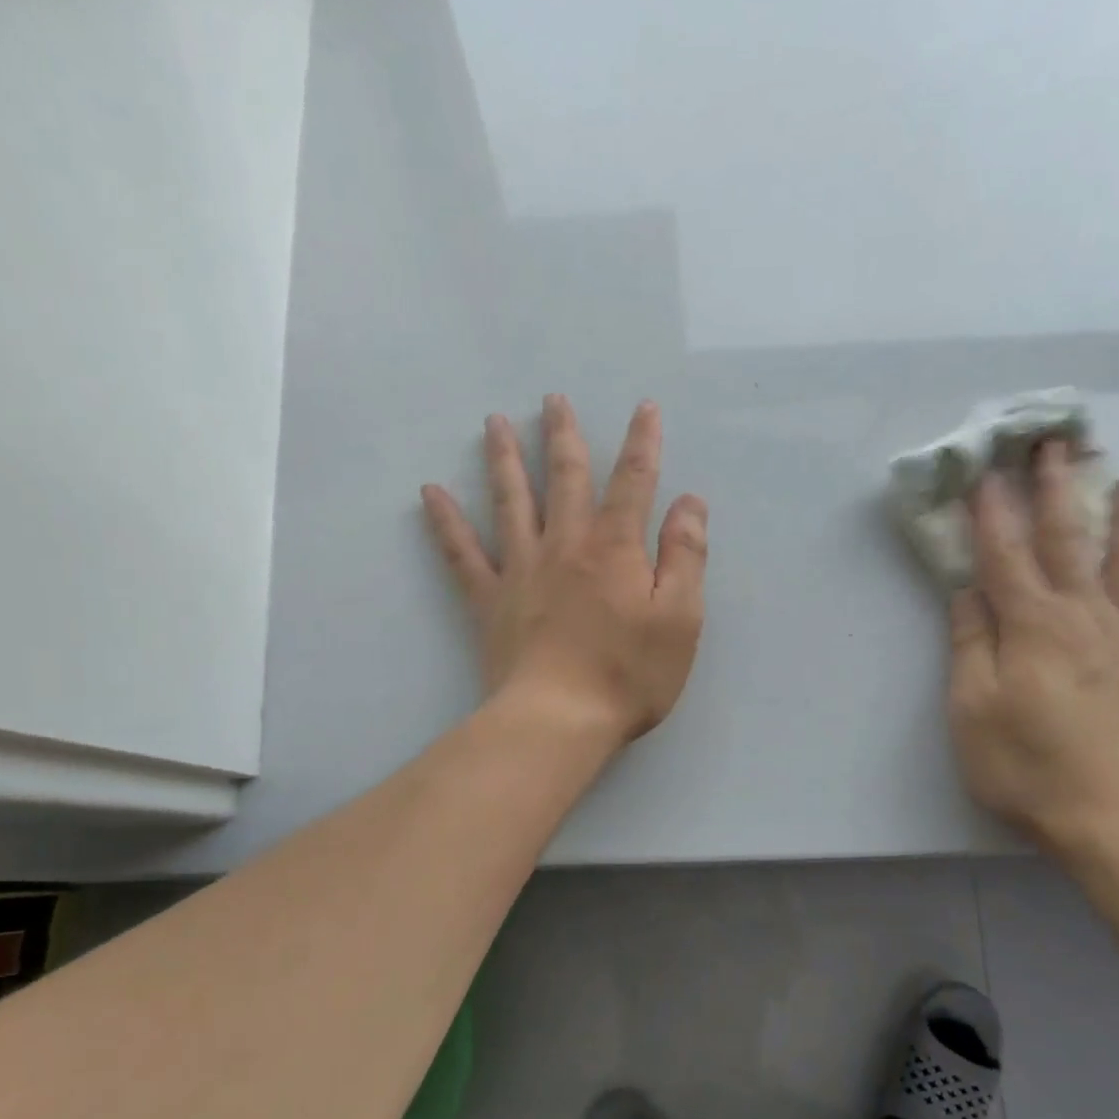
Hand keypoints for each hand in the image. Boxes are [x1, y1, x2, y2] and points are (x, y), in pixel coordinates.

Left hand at [421, 394, 707, 744]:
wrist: (559, 720)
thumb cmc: (629, 674)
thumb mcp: (680, 618)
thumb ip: (686, 556)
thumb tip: (689, 502)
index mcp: (615, 548)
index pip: (633, 481)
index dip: (642, 443)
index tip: (644, 408)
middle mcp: (565, 545)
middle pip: (565, 478)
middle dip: (564, 436)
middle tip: (552, 399)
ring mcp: (522, 570)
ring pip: (510, 501)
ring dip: (504, 459)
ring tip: (494, 423)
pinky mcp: (490, 601)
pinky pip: (462, 554)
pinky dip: (445, 523)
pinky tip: (429, 494)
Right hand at [947, 440, 1118, 855]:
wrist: (1115, 816)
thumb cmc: (1026, 764)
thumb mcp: (971, 708)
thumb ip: (970, 644)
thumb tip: (967, 591)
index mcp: (1034, 624)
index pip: (1006, 555)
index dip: (992, 512)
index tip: (984, 471)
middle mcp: (1088, 617)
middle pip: (1071, 542)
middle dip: (1058, 491)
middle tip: (1057, 445)